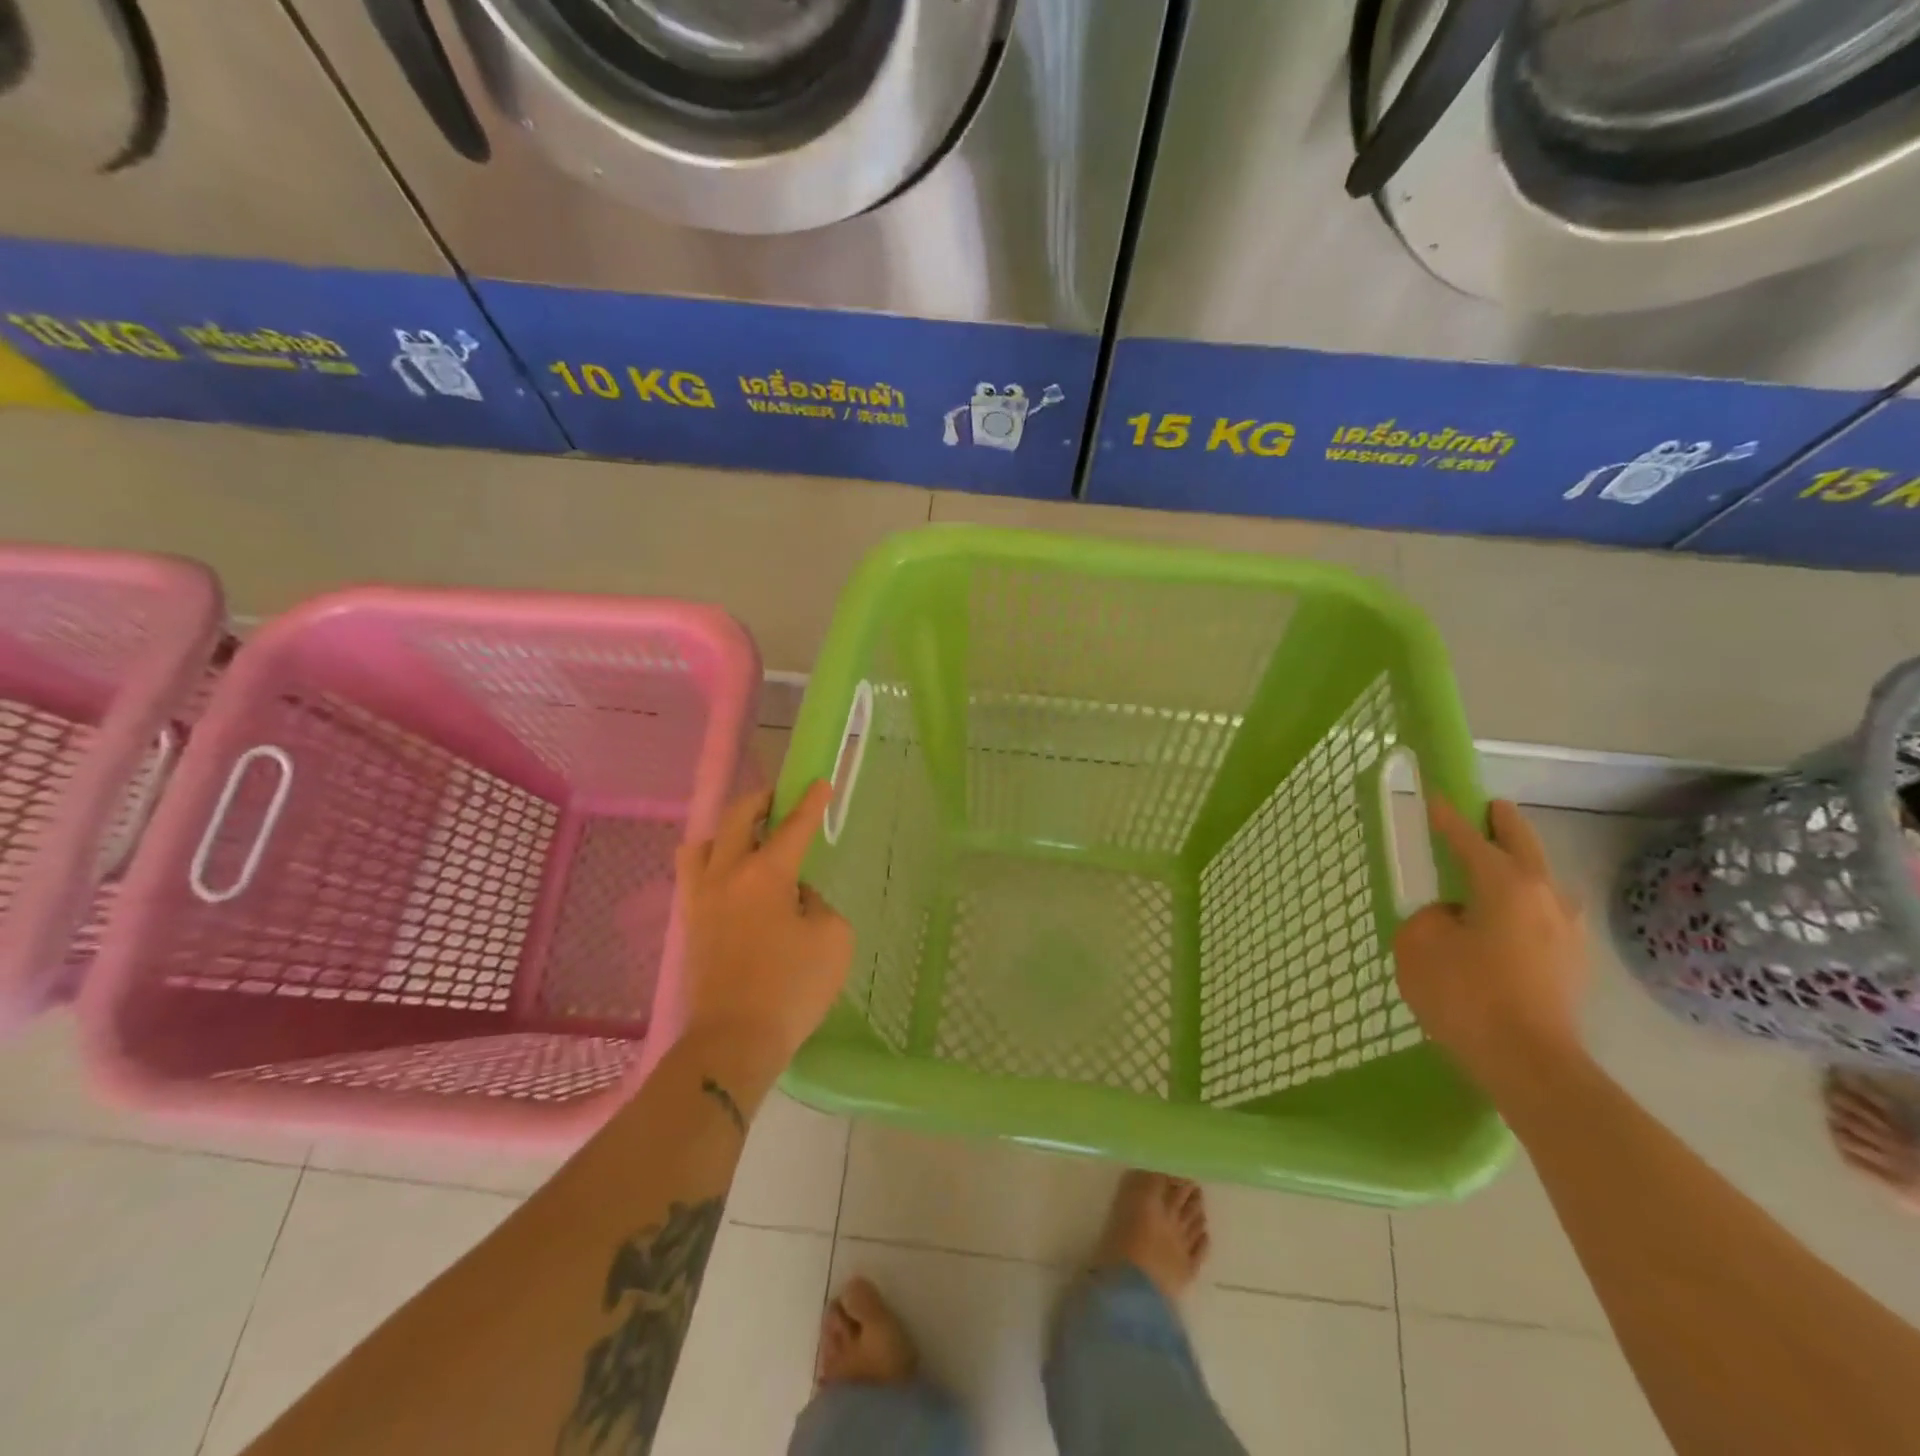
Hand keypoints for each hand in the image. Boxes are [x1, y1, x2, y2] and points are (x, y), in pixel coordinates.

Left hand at [674, 782, 854, 1069]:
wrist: (734, 1041)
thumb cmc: (791, 987)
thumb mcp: (832, 938)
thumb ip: (817, 904)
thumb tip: (795, 897)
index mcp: (765, 874)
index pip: (793, 827)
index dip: (810, 803)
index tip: (820, 782)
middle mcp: (726, 875)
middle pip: (735, 819)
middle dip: (760, 801)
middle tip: (779, 799)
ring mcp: (701, 899)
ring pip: (702, 843)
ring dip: (726, 831)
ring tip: (747, 839)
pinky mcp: (690, 924)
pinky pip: (694, 875)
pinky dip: (712, 862)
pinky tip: (731, 879)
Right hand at [1393, 797, 1589, 1091]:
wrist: (1529, 1064)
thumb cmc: (1466, 995)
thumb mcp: (1418, 944)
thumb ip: (1429, 917)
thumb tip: (1452, 918)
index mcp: (1506, 884)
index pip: (1470, 837)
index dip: (1447, 816)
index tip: (1436, 795)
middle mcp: (1545, 896)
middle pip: (1523, 845)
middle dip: (1503, 824)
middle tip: (1487, 810)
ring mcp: (1567, 930)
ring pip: (1539, 881)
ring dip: (1518, 867)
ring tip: (1490, 870)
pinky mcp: (1572, 962)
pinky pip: (1541, 914)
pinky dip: (1521, 903)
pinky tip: (1501, 921)